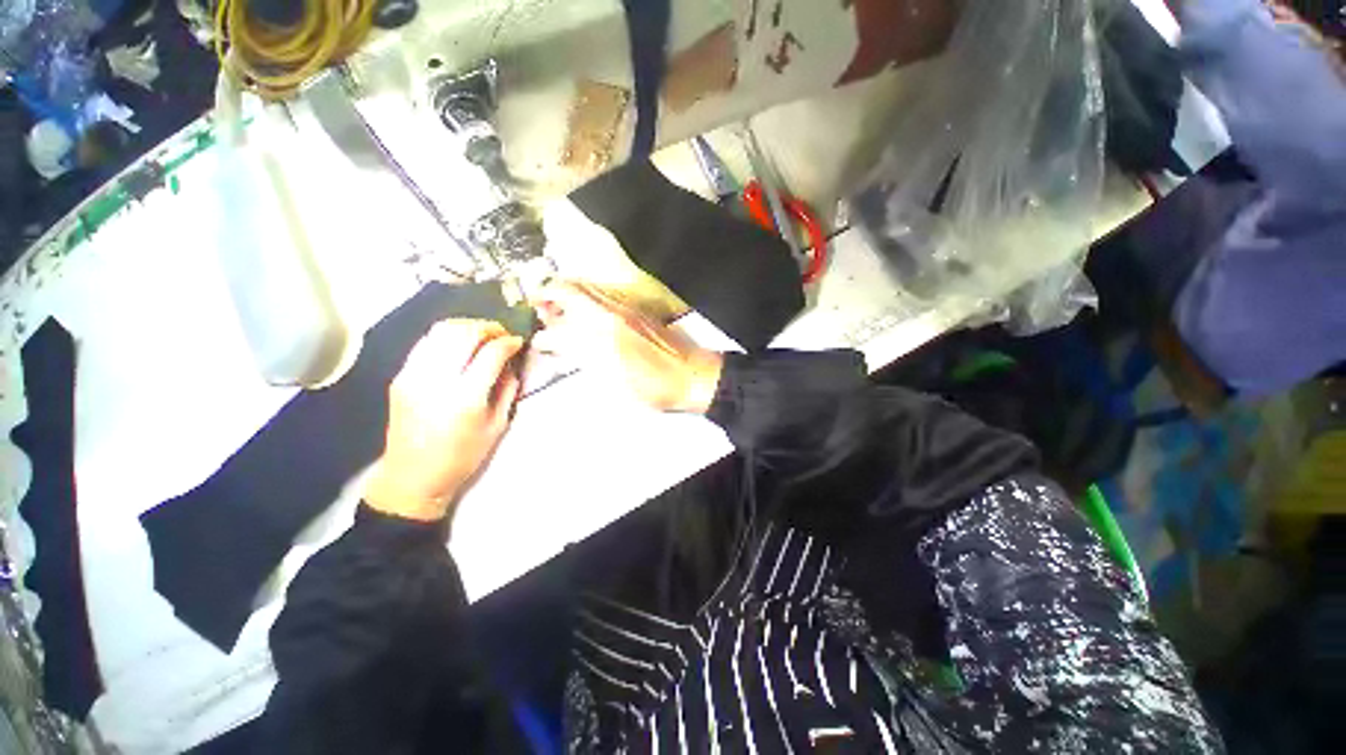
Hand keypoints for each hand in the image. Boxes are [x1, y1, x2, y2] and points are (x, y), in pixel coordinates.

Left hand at [365, 320, 523, 522]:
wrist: (412, 476)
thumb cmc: (462, 457)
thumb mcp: (497, 426)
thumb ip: (507, 390)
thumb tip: (512, 362)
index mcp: (466, 397)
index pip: (491, 352)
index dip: (509, 342)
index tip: (518, 341)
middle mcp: (437, 380)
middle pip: (464, 333)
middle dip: (488, 327)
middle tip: (502, 333)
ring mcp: (413, 375)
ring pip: (441, 331)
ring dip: (466, 326)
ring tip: (482, 334)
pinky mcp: (400, 376)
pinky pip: (426, 343)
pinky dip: (446, 337)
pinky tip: (458, 345)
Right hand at [531, 281, 722, 412]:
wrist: (694, 375)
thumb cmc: (656, 386)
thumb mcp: (616, 381)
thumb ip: (585, 359)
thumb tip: (559, 345)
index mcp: (605, 334)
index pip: (563, 324)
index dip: (544, 331)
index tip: (536, 339)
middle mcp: (613, 313)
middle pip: (571, 290)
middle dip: (547, 294)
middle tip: (537, 308)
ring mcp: (626, 308)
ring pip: (587, 288)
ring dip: (565, 293)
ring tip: (555, 309)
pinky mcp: (636, 310)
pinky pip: (602, 294)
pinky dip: (584, 297)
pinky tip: (582, 312)